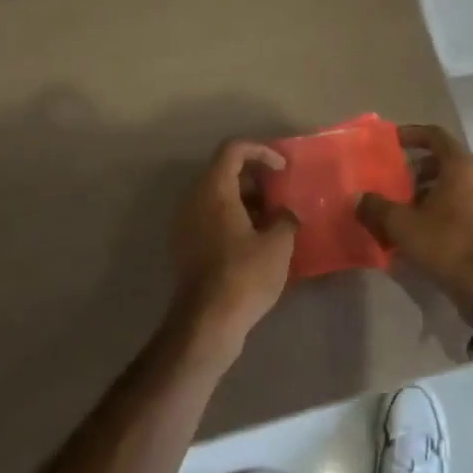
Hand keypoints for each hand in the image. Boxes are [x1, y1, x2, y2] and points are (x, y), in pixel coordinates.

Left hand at [167, 140, 297, 362]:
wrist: (207, 323)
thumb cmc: (244, 276)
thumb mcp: (278, 244)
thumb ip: (285, 218)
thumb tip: (285, 214)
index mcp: (214, 189)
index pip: (234, 149)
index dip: (261, 151)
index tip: (282, 169)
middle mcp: (194, 199)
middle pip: (224, 170)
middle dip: (255, 176)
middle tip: (281, 193)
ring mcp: (186, 223)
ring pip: (218, 195)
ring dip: (246, 198)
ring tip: (274, 217)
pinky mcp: (187, 245)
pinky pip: (211, 216)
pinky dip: (234, 217)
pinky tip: (257, 239)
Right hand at [359, 124, 472, 319]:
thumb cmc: (445, 243)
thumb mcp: (402, 225)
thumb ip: (377, 207)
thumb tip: (358, 198)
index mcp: (462, 166)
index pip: (436, 136)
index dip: (412, 135)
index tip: (393, 141)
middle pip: (445, 161)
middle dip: (417, 169)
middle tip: (396, 182)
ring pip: (455, 184)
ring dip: (429, 190)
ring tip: (405, 208)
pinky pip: (463, 202)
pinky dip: (443, 206)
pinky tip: (423, 228)